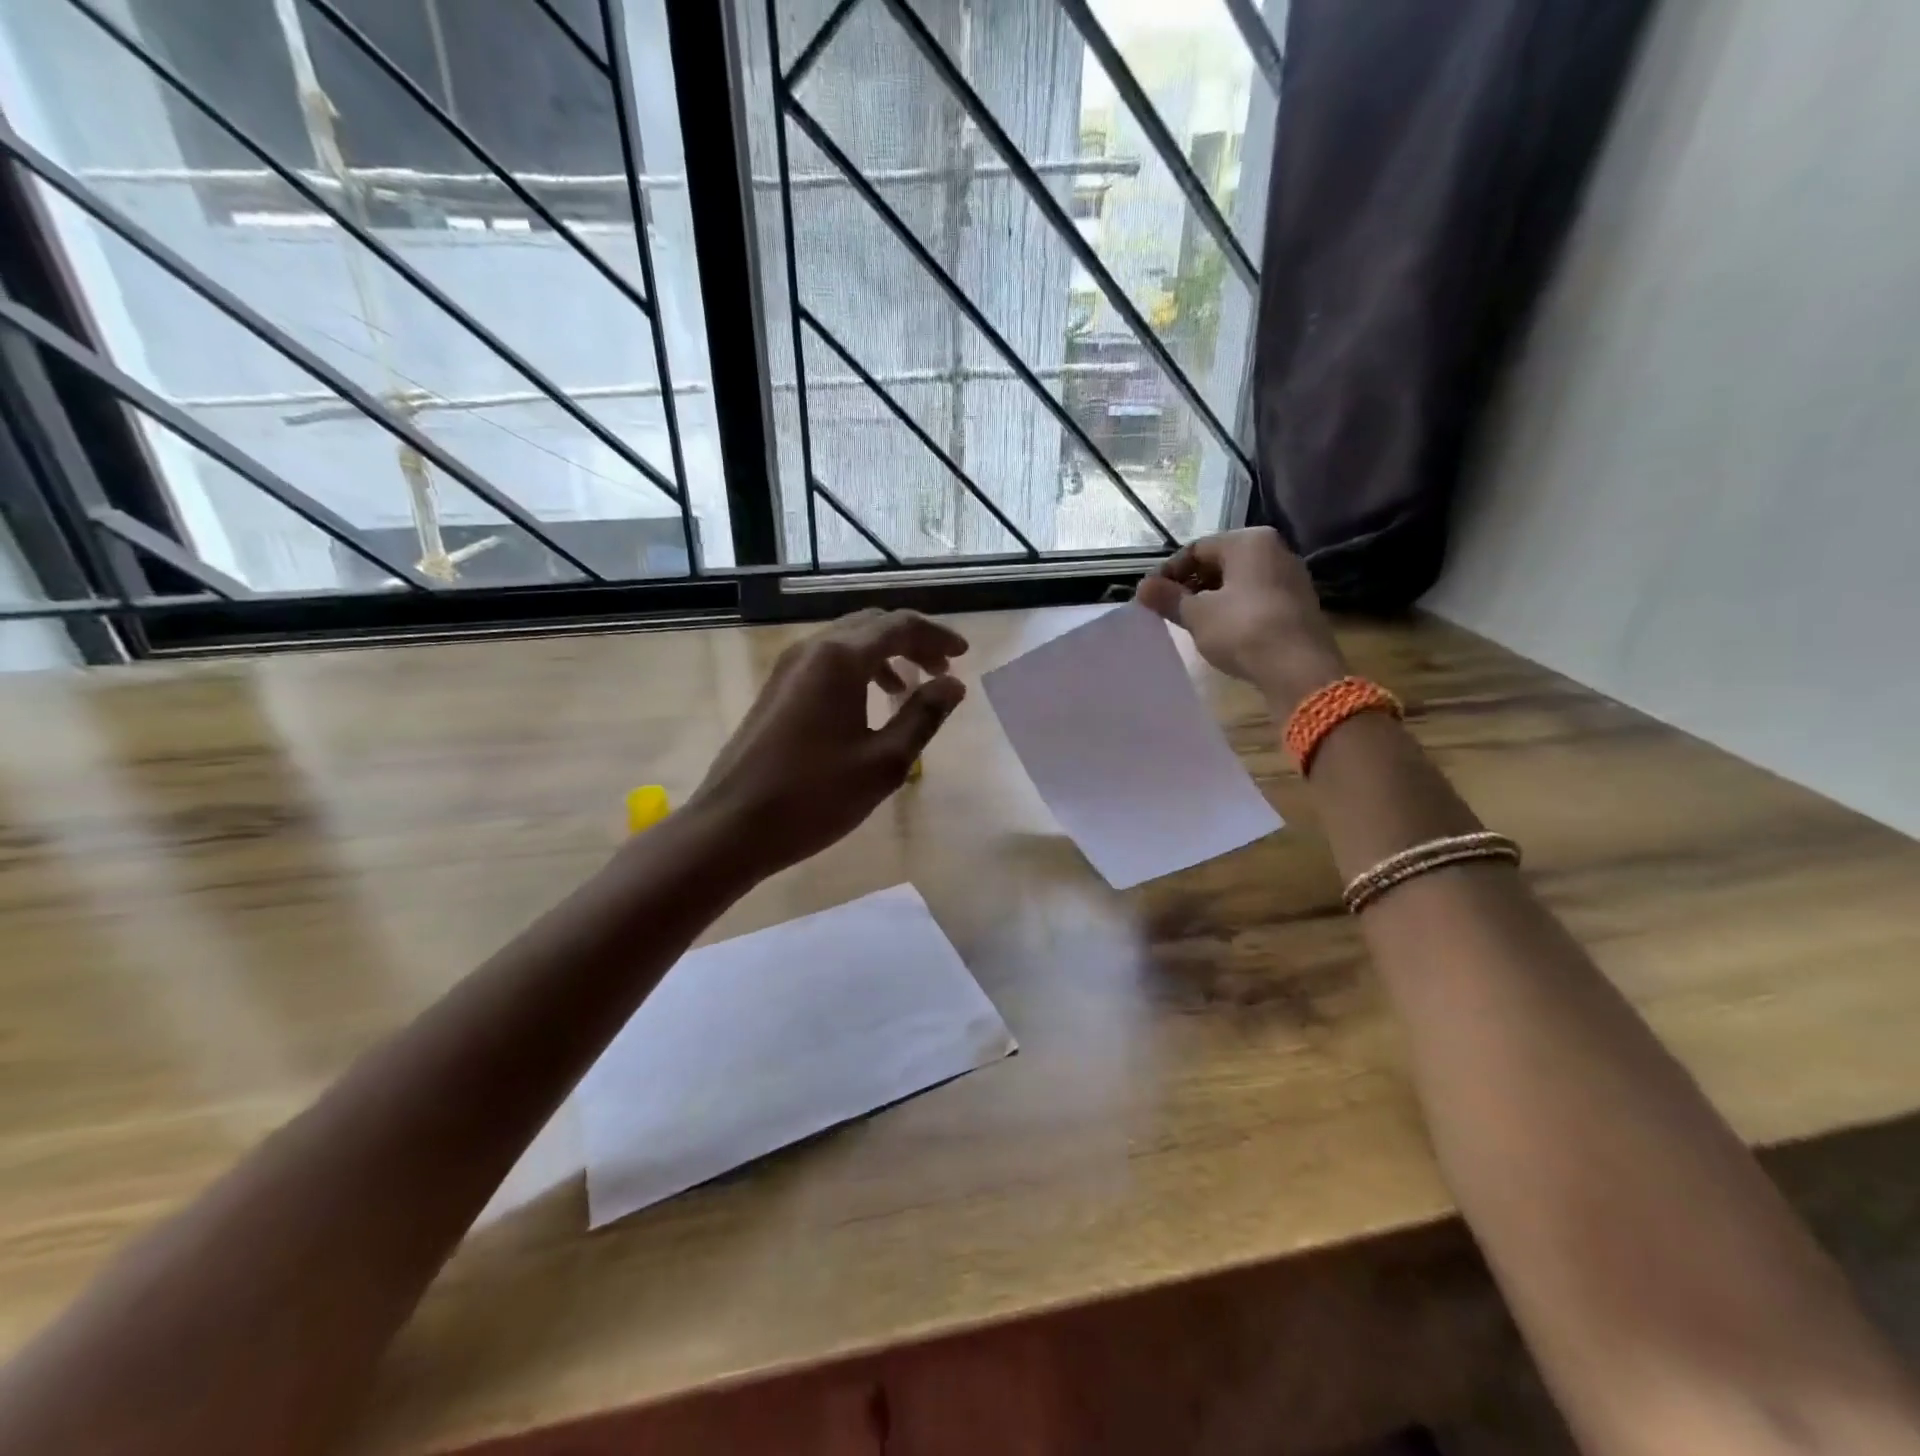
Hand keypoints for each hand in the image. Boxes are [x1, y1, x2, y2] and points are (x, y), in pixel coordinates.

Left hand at [684, 608, 968, 880]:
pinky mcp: (776, 690)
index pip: (899, 626)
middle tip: (942, 670)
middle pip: (872, 625)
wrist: (733, 826)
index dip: (936, 636)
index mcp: (840, 659)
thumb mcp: (884, 762)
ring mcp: (788, 668)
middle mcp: (812, 650)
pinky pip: (827, 662)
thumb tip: (954, 685)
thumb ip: (923, 716)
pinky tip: (870, 705)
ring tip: (909, 689)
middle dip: (912, 641)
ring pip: (847, 642)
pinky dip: (858, 670)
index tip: (963, 656)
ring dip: (885, 655)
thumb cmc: (815, 796)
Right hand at [1135, 527, 1347, 713]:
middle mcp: (1275, 550)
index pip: (1196, 549)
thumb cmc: (1242, 630)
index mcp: (1249, 541)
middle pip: (1220, 562)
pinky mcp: (1298, 604)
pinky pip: (1256, 598)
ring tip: (1192, 623)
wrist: (1299, 669)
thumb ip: (1168, 597)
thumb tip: (1142, 586)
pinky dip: (1234, 609)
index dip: (1169, 572)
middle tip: (1170, 610)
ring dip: (1211, 598)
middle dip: (1191, 585)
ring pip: (1238, 581)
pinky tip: (1221, 632)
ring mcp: (1291, 577)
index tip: (1152, 597)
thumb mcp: (1197, 614)